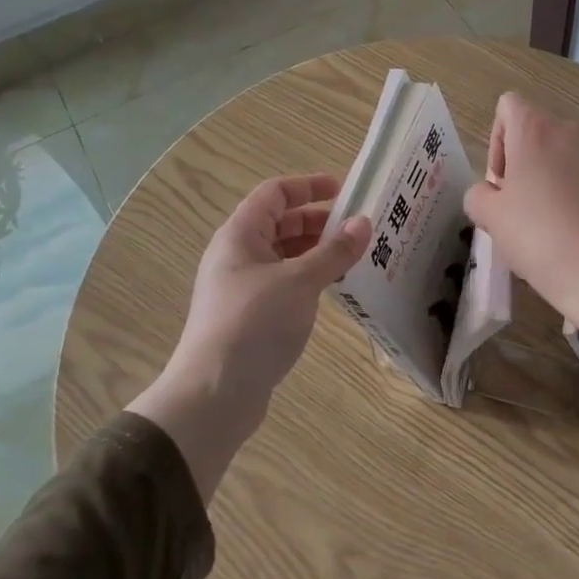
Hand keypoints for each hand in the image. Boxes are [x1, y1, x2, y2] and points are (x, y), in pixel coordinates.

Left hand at [130, 173, 371, 497]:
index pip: (274, 194)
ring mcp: (244, 287)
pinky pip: (287, 283)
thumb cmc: (254, 323)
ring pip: (286, 256)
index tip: (345, 190)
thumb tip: (363, 223)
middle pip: (281, 224)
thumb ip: (333, 252)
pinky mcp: (253, 316)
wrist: (215, 392)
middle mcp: (238, 255)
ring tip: (356, 258)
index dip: (308, 186)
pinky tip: (336, 289)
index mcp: (240, 236)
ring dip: (319, 252)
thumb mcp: (300, 282)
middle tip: (360, 229)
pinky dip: (311, 279)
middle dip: (320, 222)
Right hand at [464, 94, 578, 367]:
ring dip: (568, 171)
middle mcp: (574, 129)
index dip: (500, 141)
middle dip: (534, 162)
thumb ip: (479, 194)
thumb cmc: (539, 240)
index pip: (509, 107)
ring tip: (569, 215)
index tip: (504, 182)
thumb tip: (491, 191)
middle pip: (544, 132)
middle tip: (531, 207)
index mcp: (534, 131)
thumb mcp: (490, 220)